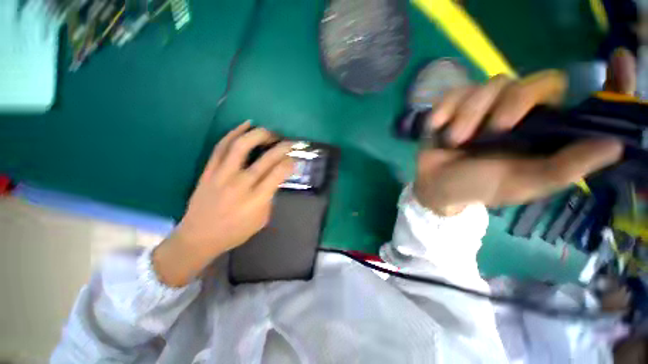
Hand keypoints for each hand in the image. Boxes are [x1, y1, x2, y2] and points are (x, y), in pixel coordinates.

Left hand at [153, 122, 294, 285]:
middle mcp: (241, 184)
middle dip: (281, 147)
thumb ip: (270, 197)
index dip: (289, 163)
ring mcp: (222, 175)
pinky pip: (221, 147)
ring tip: (269, 132)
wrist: (200, 237)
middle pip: (265, 158)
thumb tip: (275, 179)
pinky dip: (234, 133)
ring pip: (241, 146)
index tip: (293, 159)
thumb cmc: (235, 231)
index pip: (278, 173)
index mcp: (256, 199)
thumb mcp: (262, 219)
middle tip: (288, 142)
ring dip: (259, 135)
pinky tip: (246, 125)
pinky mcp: (209, 170)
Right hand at [414, 49, 634, 214]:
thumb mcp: (520, 184)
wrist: (435, 184)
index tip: (621, 60)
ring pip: (491, 84)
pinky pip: (457, 92)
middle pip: (535, 81)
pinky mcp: (458, 105)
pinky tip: (437, 127)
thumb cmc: (475, 187)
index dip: (610, 84)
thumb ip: (564, 169)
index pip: (587, 103)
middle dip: (513, 103)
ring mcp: (488, 106)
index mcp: (545, 134)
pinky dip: (446, 108)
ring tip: (454, 141)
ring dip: (470, 114)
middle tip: (493, 131)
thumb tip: (616, 145)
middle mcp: (524, 113)